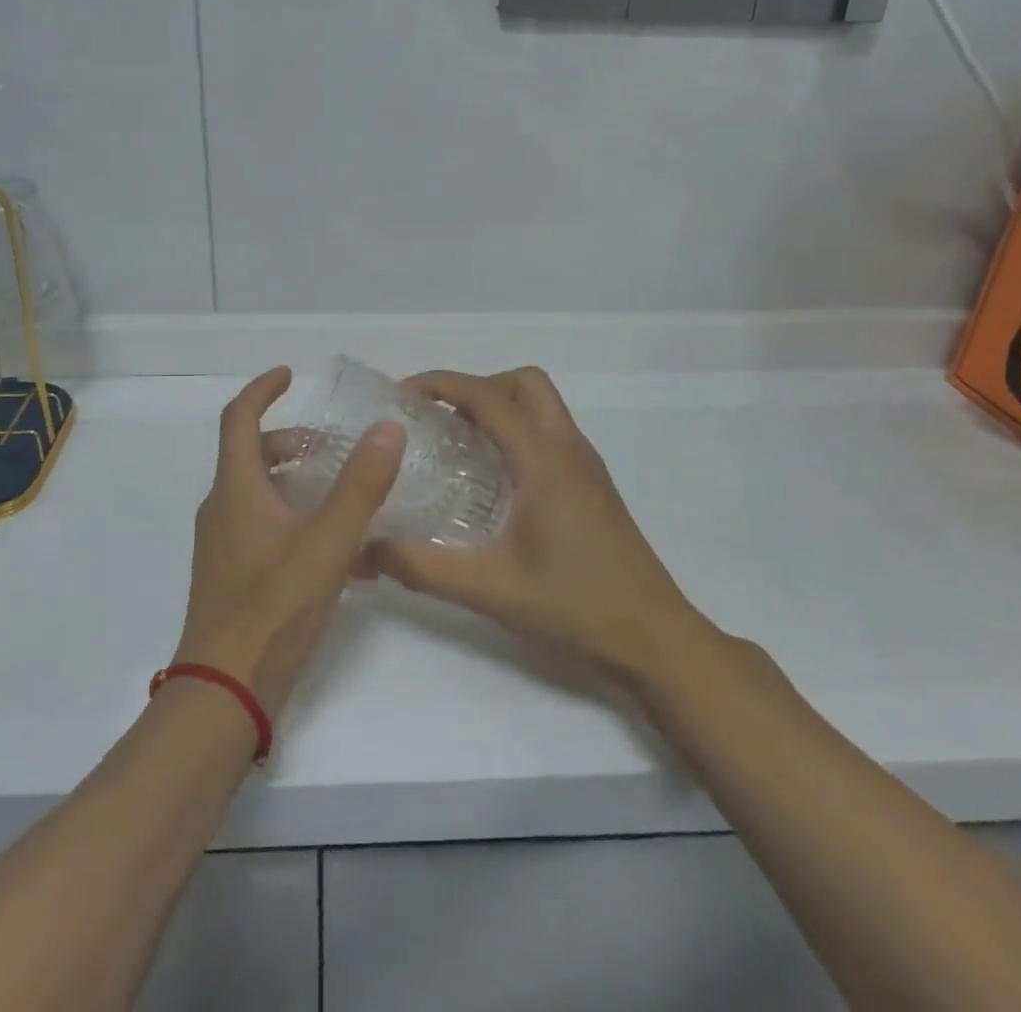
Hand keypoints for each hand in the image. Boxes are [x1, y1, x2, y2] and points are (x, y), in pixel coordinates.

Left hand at [174, 366, 404, 718]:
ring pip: (263, 496)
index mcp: (236, 490)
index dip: (263, 390)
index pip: (239, 419)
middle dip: (293, 443)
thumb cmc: (273, 608)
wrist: (225, 693)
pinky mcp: (234, 577)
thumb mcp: (327, 543)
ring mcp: (225, 546)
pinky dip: (299, 524)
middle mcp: (224, 510)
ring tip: (349, 498)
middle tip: (335, 447)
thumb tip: (388, 428)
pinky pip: (267, 532)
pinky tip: (344, 557)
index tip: (291, 375)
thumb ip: (360, 486)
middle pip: (253, 457)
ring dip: (301, 485)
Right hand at [362, 367, 697, 682]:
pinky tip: (494, 477)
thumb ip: (423, 567)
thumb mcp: (489, 589)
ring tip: (459, 442)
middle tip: (439, 418)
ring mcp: (586, 464)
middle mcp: (568, 448)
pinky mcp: (593, 483)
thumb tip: (367, 547)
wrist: (653, 637)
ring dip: (500, 405)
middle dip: (477, 386)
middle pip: (524, 382)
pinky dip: (518, 429)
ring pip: (542, 403)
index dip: (441, 384)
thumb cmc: (575, 607)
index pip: (488, 396)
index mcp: (544, 460)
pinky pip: (550, 430)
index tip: (402, 396)